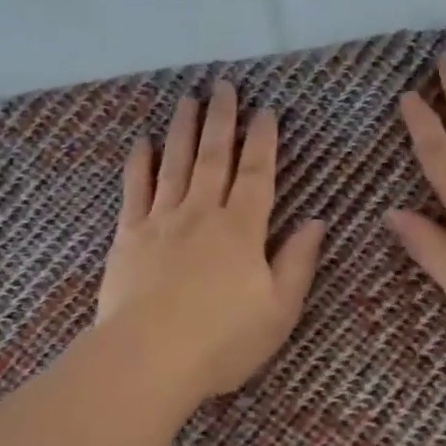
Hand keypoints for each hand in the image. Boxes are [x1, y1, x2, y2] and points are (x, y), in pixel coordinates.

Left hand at [98, 80, 325, 402]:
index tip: (265, 111)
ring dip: (183, 130)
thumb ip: (297, 263)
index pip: (258, 174)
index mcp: (242, 230)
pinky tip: (143, 143)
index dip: (264, 141)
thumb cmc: (222, 341)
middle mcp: (202, 214)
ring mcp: (161, 222)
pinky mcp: (127, 236)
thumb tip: (317, 222)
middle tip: (224, 86)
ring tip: (188, 99)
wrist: (147, 358)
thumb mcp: (278, 311)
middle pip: (215, 157)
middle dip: (222, 120)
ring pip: (175, 164)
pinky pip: (134, 190)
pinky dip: (139, 164)